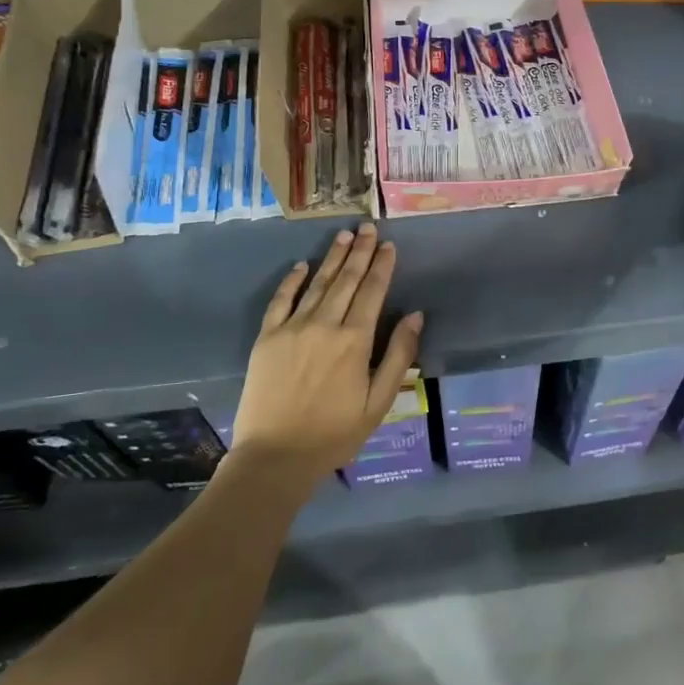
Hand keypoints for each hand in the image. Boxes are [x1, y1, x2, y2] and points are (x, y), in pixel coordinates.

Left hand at [232, 223, 424, 488]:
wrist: (275, 457)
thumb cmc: (335, 433)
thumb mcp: (379, 402)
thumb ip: (398, 355)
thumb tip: (416, 315)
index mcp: (355, 340)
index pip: (373, 291)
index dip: (382, 265)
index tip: (389, 245)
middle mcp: (324, 324)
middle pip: (347, 280)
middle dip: (360, 252)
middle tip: (368, 227)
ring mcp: (292, 328)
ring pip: (317, 283)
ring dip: (332, 258)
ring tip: (344, 236)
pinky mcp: (267, 338)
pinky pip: (281, 300)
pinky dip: (292, 281)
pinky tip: (301, 265)